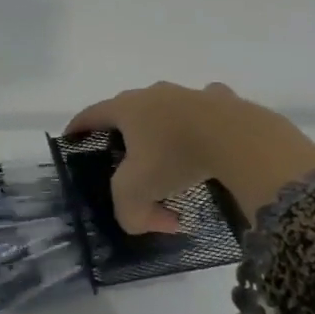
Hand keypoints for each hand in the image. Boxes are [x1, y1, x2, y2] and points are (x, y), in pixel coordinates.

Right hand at [65, 82, 314, 232]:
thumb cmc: (178, 157)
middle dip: (124, 131)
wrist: (242, 140)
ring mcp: (190, 93)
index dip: (78, 127)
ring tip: (174, 154)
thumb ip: (129, 212)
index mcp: (125, 108)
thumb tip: (146, 221)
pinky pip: (207, 109)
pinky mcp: (225, 100)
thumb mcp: (139, 192)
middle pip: (129, 109)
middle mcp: (153, 93)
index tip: (72, 139)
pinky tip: (213, 141)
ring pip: (168, 108)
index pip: (90, 114)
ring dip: (165, 126)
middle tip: (128, 157)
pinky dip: (204, 123)